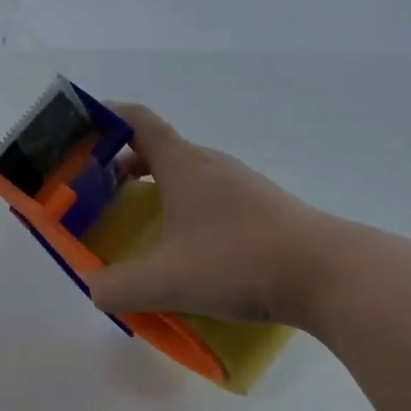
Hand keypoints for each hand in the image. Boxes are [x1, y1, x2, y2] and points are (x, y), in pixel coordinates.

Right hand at [88, 104, 359, 328]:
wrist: (330, 275)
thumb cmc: (239, 262)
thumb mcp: (166, 281)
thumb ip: (118, 288)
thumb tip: (95, 289)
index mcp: (183, 165)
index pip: (138, 121)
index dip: (106, 120)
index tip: (80, 135)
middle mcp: (211, 166)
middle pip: (159, 150)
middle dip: (122, 168)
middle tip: (99, 197)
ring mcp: (242, 187)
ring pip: (187, 178)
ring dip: (156, 193)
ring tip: (139, 229)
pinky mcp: (263, 211)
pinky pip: (210, 201)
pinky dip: (185, 214)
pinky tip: (186, 255)